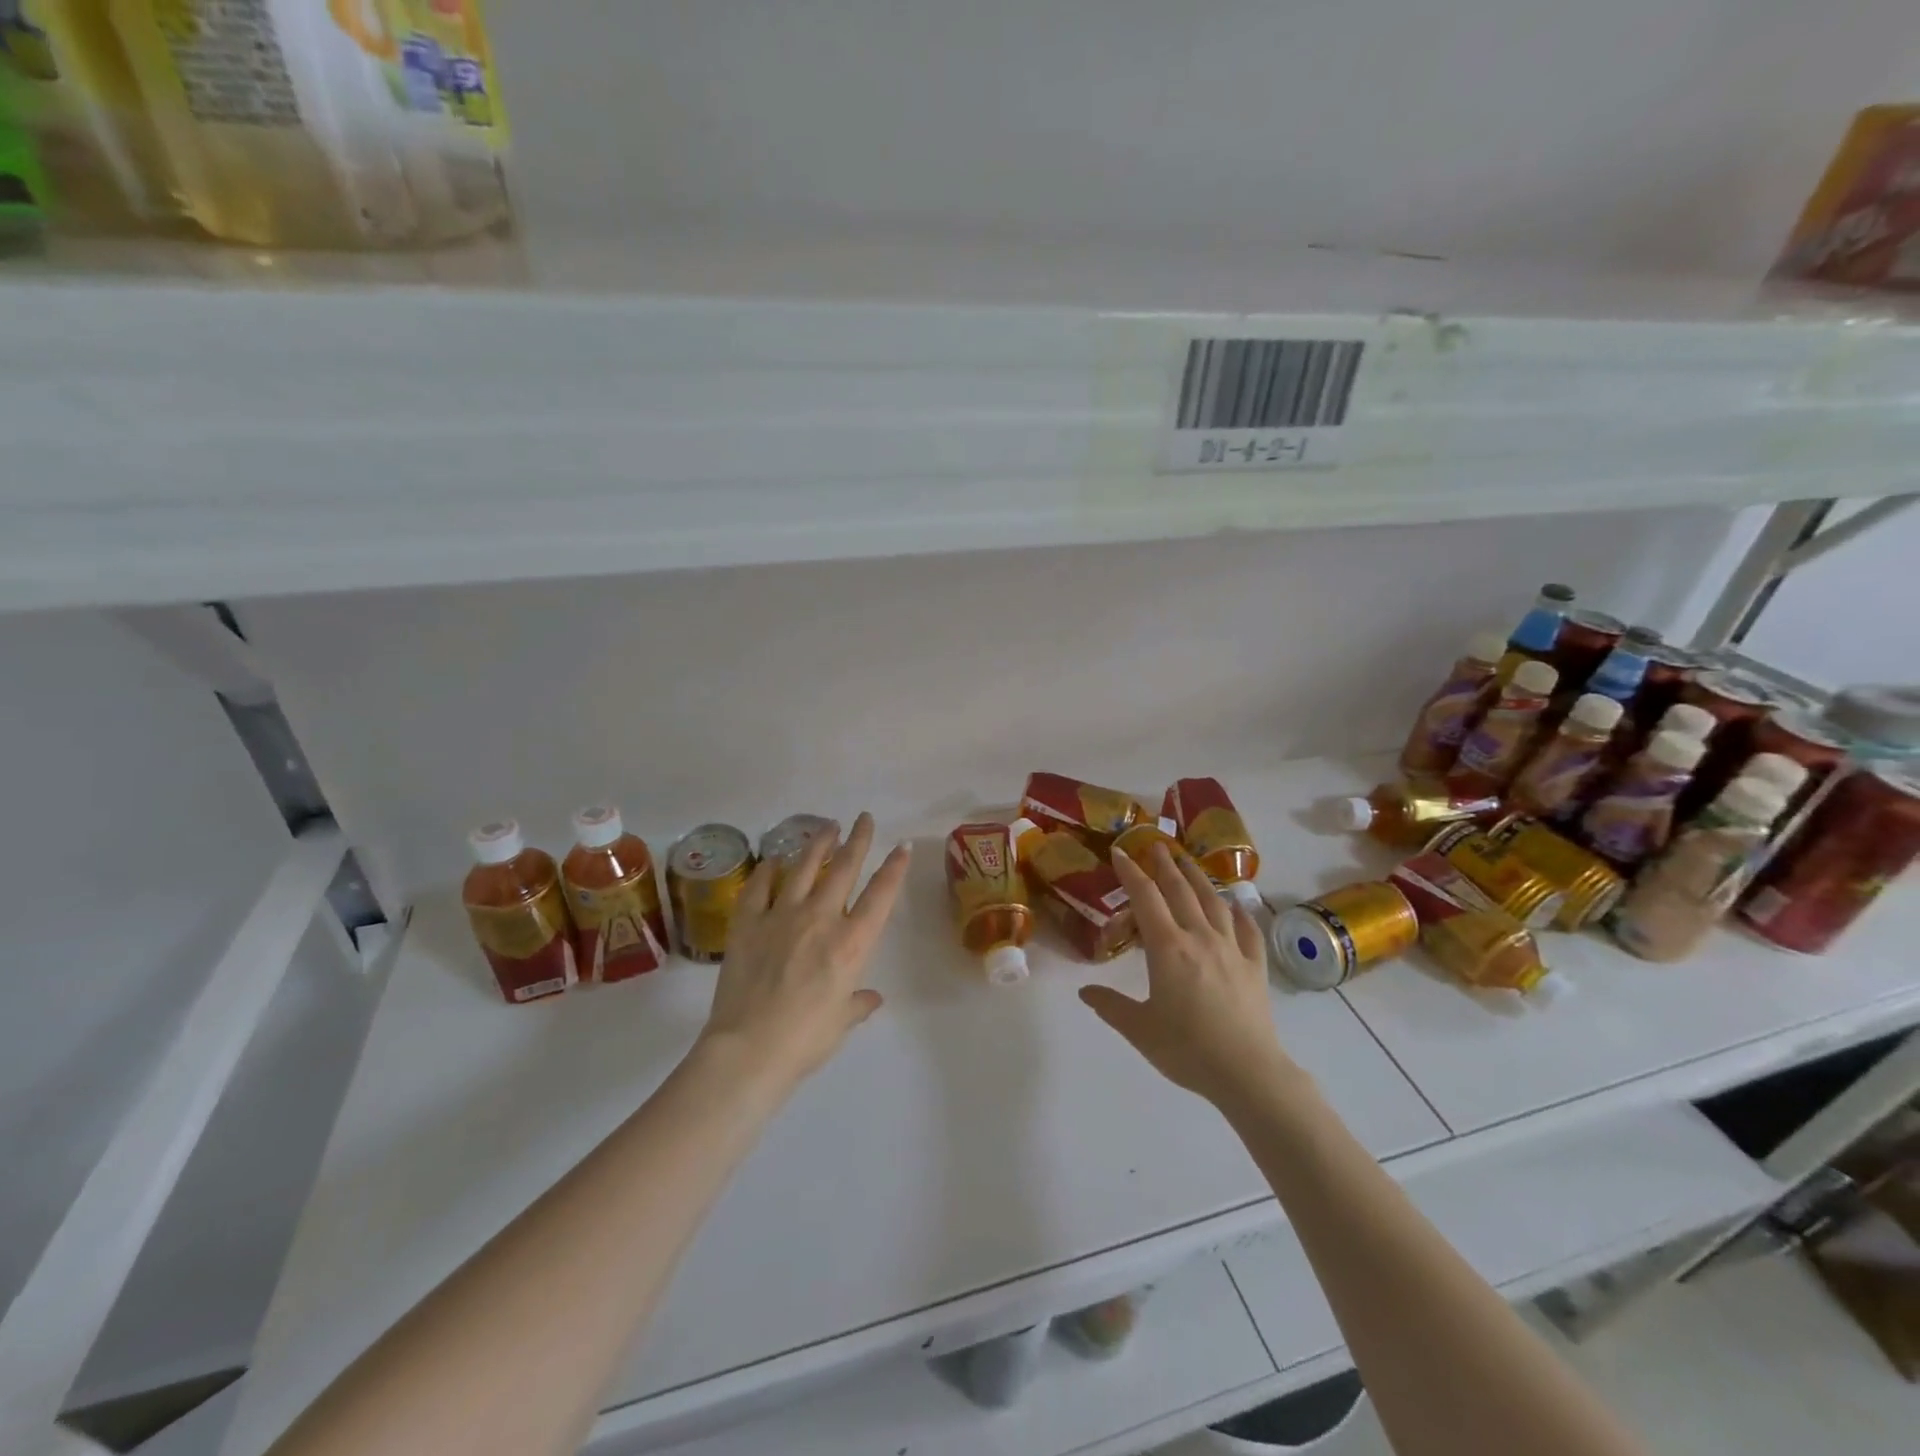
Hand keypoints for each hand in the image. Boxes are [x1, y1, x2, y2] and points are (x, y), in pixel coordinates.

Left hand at [699, 812, 909, 1091]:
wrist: (749, 1048)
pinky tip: (772, 860)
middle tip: (864, 819)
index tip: (903, 845)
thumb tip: (871, 998)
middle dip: (858, 840)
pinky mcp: (747, 923)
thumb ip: (858, 1003)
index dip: (895, 868)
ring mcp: (781, 916)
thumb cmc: (805, 1040)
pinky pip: (758, 887)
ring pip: (803, 868)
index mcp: (851, 943)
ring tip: (827, 826)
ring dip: (818, 844)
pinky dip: (766, 870)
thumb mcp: (841, 1022)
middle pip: (843, 868)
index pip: (880, 895)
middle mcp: (820, 918)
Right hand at [1080, 842, 1296, 1109]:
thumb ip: (1111, 1006)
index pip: (1146, 898)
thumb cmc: (1187, 1049)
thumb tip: (1084, 991)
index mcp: (1168, 948)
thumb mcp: (1139, 1029)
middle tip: (1156, 846)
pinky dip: (1240, 912)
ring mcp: (1231, 949)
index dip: (1131, 872)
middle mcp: (1199, 937)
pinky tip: (1237, 904)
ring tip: (1189, 861)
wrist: (1247, 1072)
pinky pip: (1247, 930)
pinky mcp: (1255, 966)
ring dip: (1199, 878)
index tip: (1120, 852)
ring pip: (1214, 902)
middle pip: (1180, 891)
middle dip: (1165, 865)